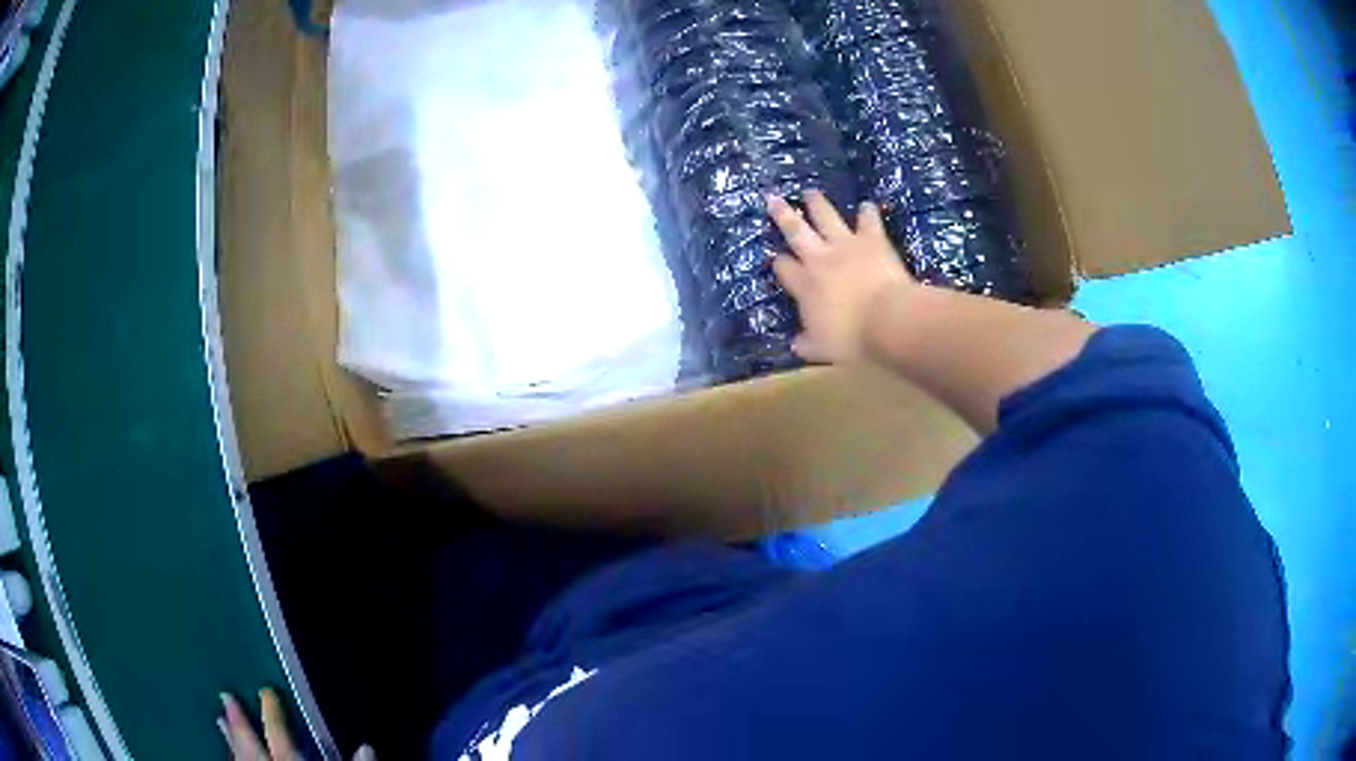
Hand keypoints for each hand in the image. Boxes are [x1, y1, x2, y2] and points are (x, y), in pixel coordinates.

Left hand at [219, 689, 374, 760]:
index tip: (265, 691)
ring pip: (239, 760)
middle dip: (239, 723)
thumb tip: (367, 748)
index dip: (273, 712)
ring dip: (230, 741)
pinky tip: (230, 757)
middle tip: (225, 696)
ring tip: (218, 722)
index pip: (280, 735)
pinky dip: (233, 760)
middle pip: (251, 746)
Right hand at [768, 191, 914, 363]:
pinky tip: (867, 206)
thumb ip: (809, 344)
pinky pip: (869, 222)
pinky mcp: (872, 240)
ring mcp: (845, 246)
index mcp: (805, 287)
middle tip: (773, 198)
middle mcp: (819, 259)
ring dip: (818, 204)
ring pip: (826, 218)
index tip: (776, 258)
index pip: (785, 270)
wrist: (888, 320)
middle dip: (783, 215)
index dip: (779, 263)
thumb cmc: (853, 339)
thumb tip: (795, 344)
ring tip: (810, 192)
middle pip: (796, 232)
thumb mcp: (824, 349)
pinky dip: (868, 214)